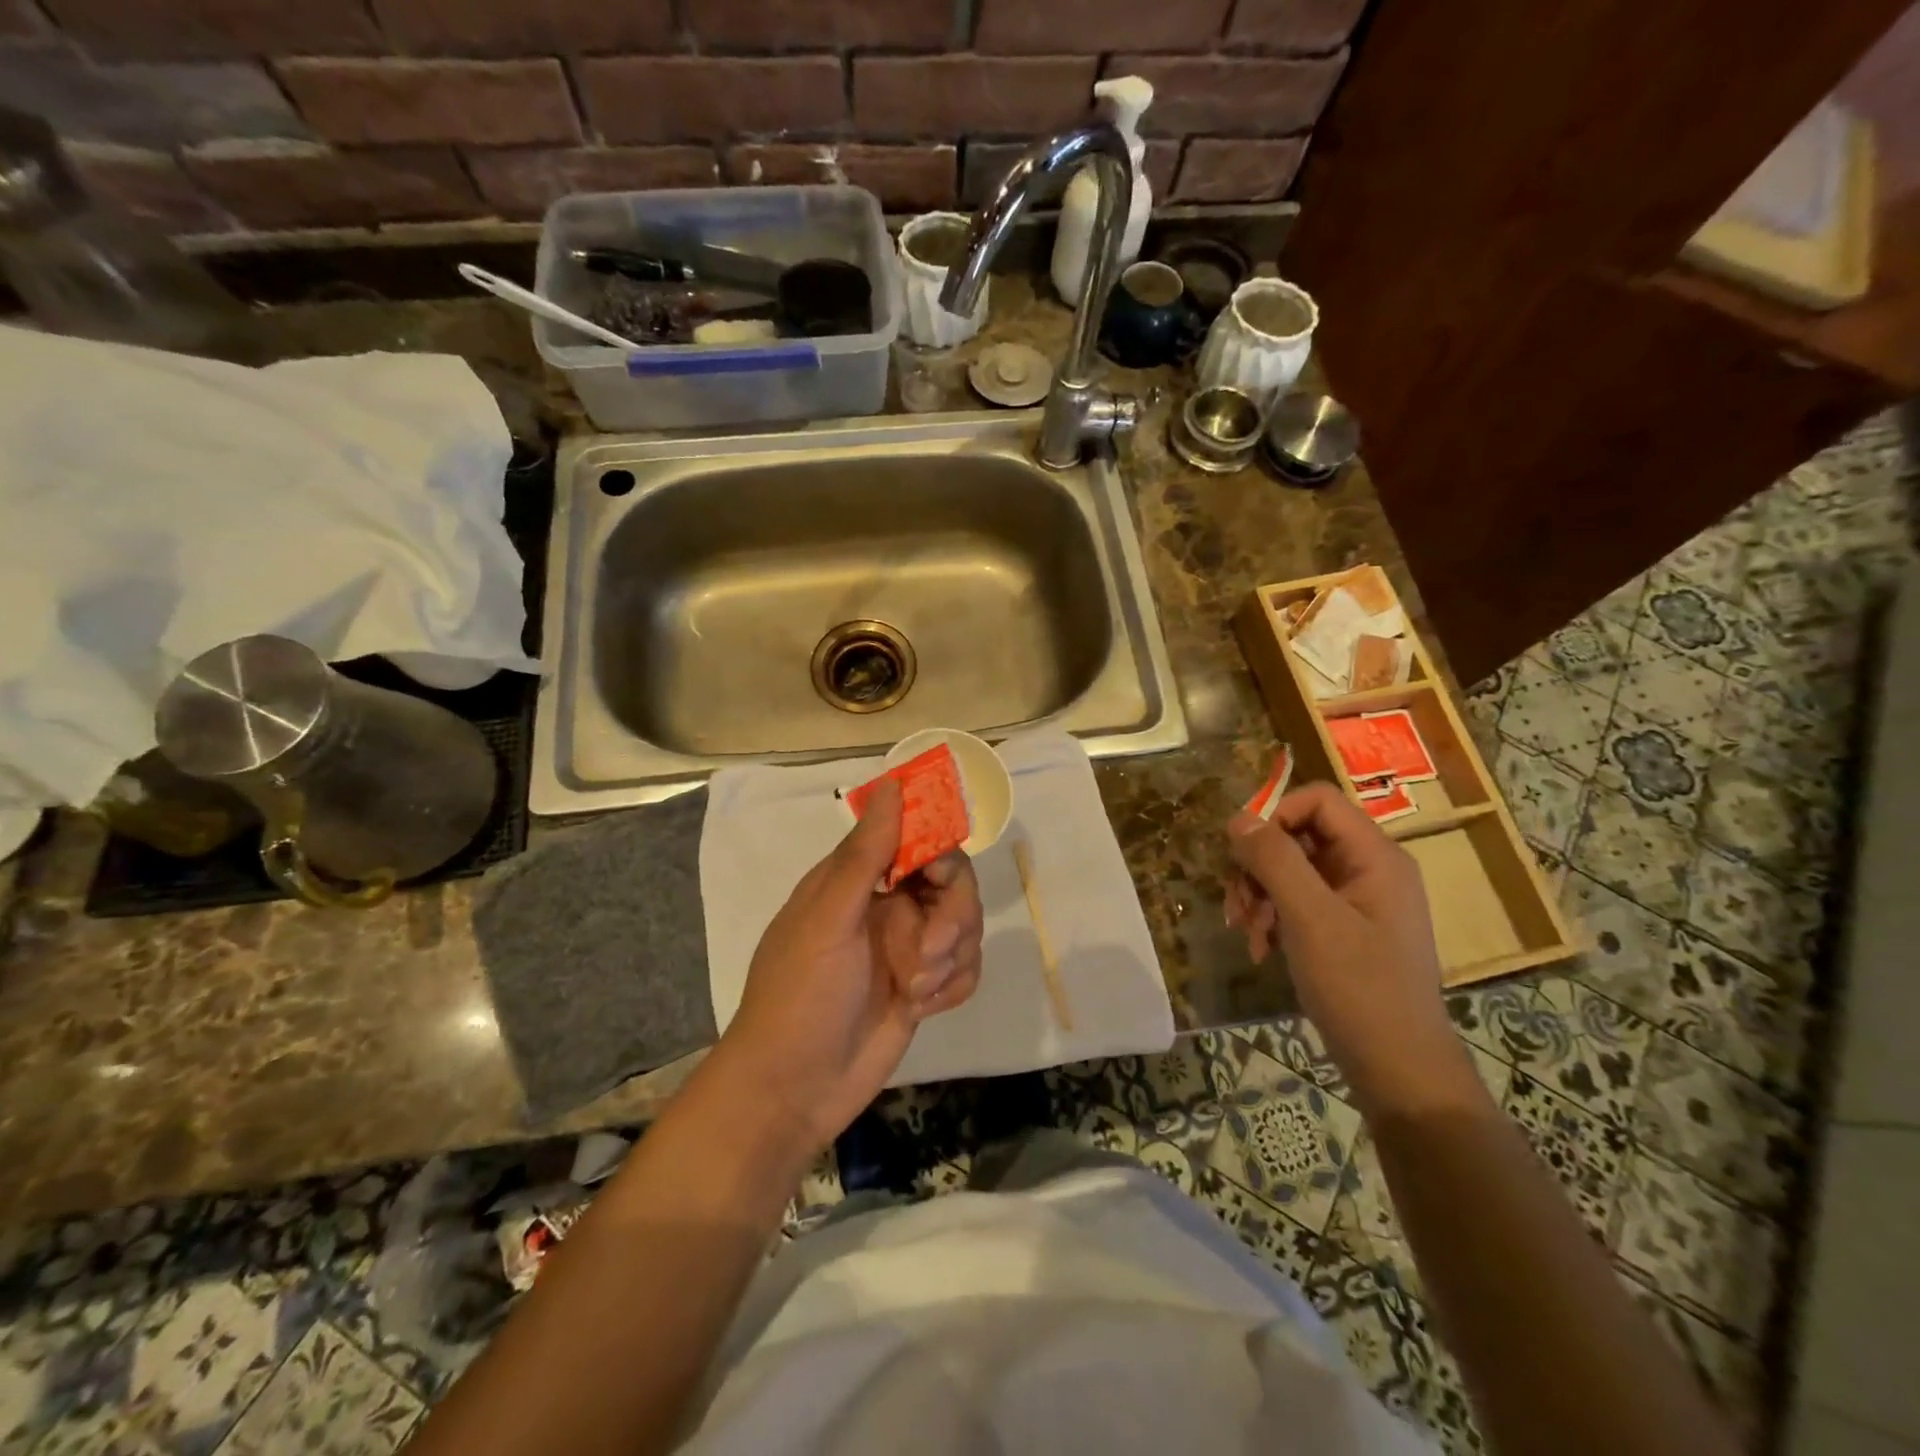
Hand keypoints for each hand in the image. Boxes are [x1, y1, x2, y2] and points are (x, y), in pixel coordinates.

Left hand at [719, 779, 984, 1152]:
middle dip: (952, 917)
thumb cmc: (800, 996)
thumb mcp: (829, 920)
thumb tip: (893, 784)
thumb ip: (867, 854)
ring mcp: (908, 946)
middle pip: (954, 882)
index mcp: (858, 879)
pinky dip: (951, 985)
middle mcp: (888, 905)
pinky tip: (922, 1007)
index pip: (916, 838)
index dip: (937, 851)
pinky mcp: (924, 985)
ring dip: (949, 958)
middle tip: (927, 954)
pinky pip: (965, 967)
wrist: (793, 1091)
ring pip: (965, 926)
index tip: (937, 876)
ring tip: (914, 989)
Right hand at [1225, 782, 1473, 1112]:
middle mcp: (1369, 868)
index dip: (1274, 816)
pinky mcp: (1344, 927)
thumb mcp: (1310, 918)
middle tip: (1238, 904)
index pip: (1317, 800)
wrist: (1397, 1069)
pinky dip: (1273, 916)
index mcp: (1375, 856)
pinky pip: (1298, 900)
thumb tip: (1238, 819)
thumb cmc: (1359, 988)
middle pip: (1299, 834)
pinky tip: (1261, 948)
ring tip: (1247, 931)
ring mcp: (1357, 899)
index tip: (1242, 853)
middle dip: (1259, 865)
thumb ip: (1275, 861)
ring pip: (1291, 868)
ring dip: (1259, 894)